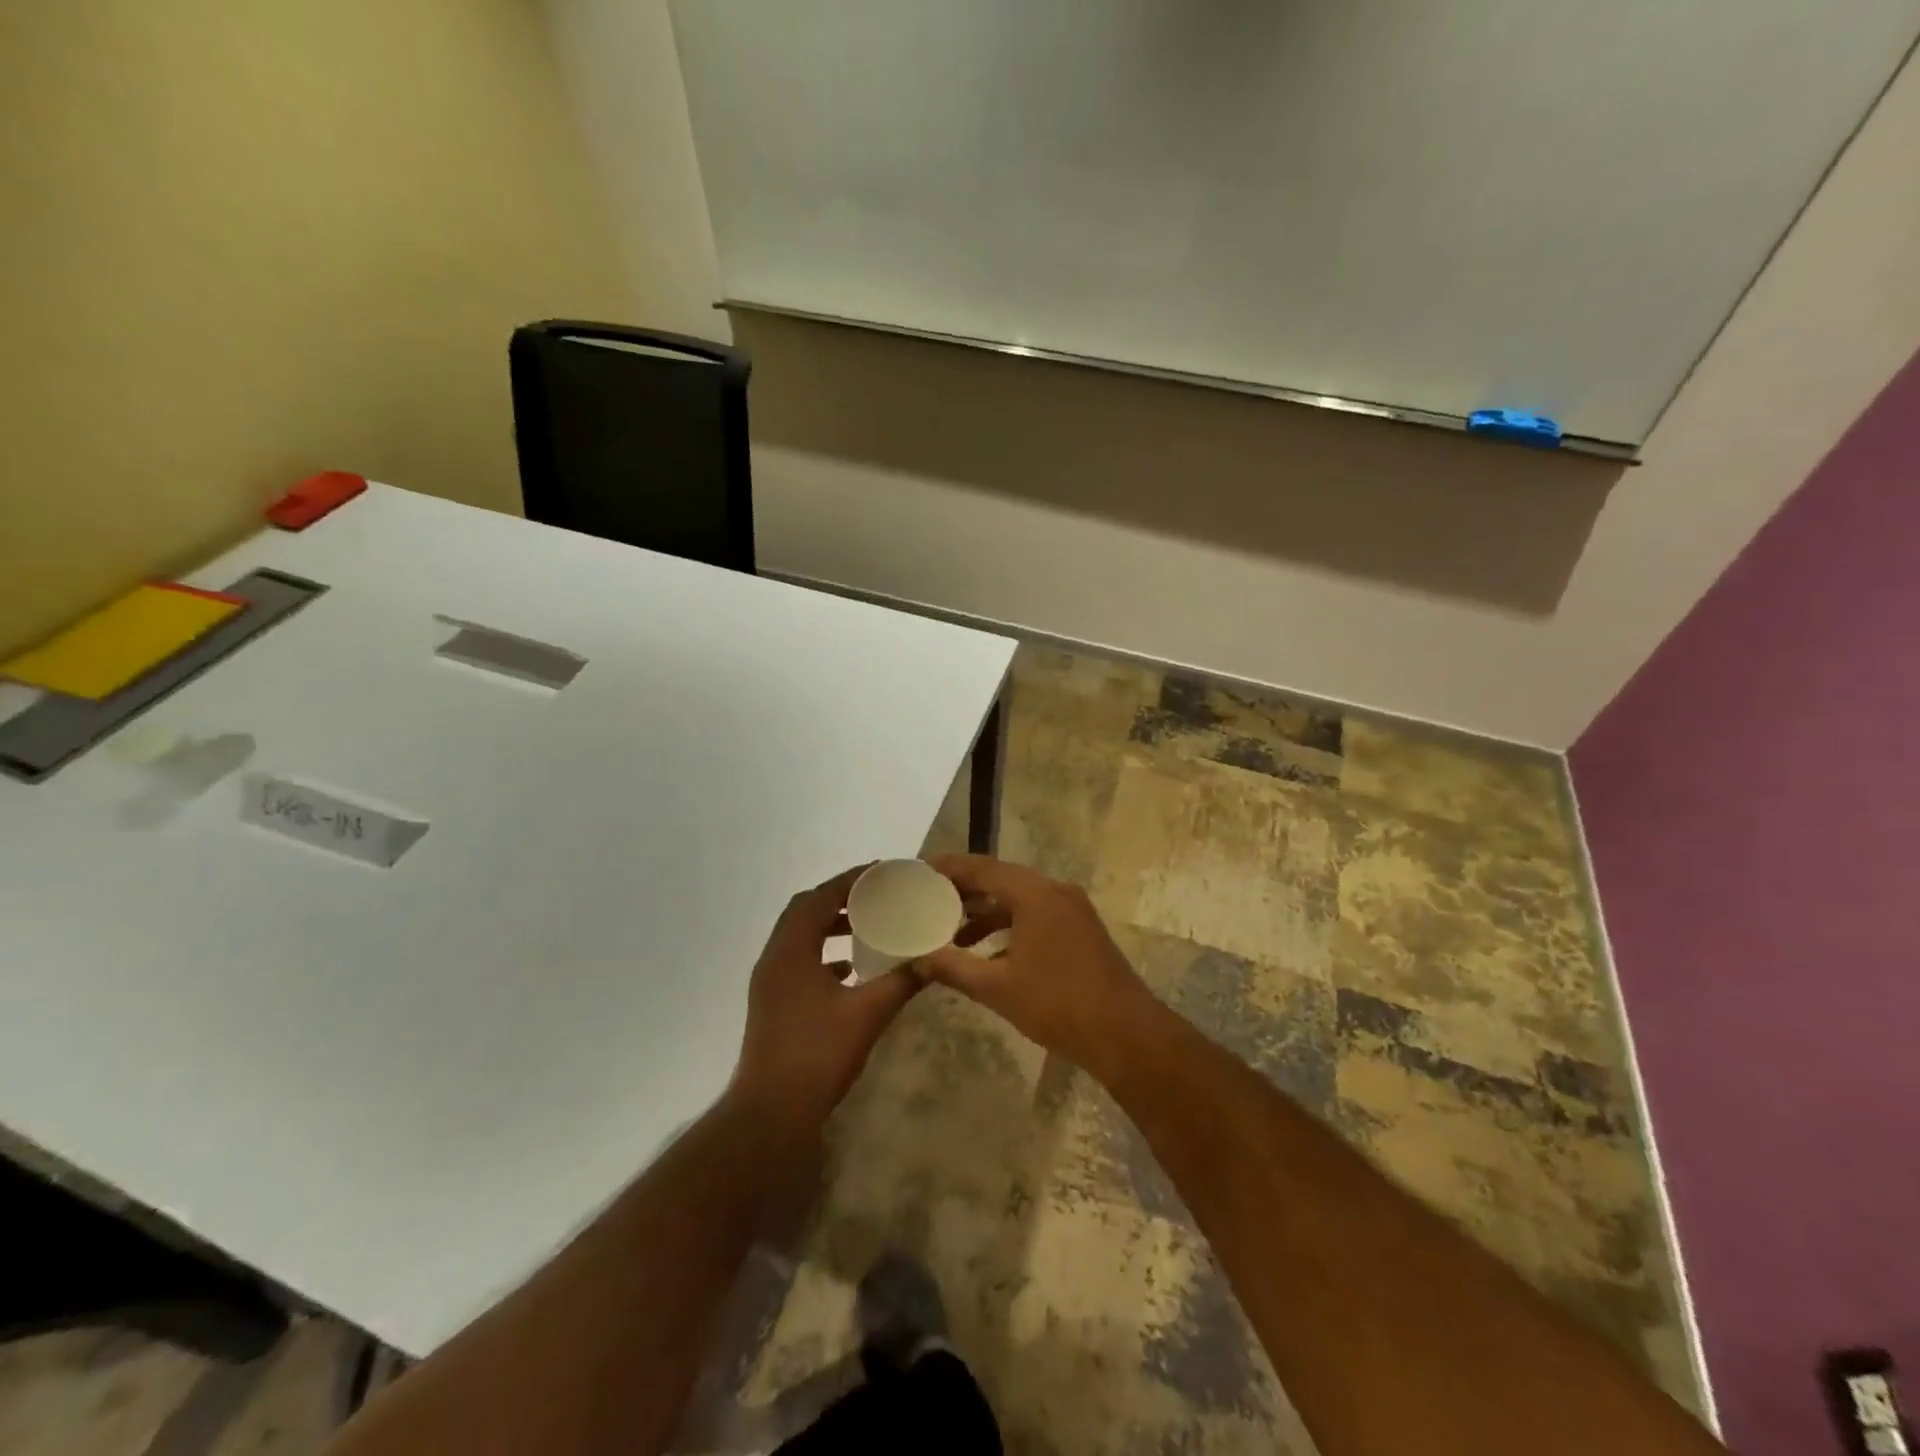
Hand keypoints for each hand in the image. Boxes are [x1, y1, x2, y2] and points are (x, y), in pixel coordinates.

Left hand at [730, 864, 920, 1131]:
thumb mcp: (867, 1015)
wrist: (770, 1113)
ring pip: (799, 936)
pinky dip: (823, 953)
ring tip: (865, 925)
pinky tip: (850, 969)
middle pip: (804, 910)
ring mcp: (770, 982)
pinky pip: (798, 960)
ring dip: (829, 924)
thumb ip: (901, 981)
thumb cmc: (817, 1056)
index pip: (820, 897)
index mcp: (792, 951)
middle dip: (839, 897)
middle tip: (875, 895)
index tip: (883, 871)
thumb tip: (932, 959)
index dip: (851, 880)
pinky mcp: (772, 1002)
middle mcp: (774, 958)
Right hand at [915, 855, 1154, 1072]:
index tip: (918, 870)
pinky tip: (988, 952)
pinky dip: (1009, 924)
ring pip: (1019, 897)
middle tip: (928, 898)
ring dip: (986, 911)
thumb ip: (953, 968)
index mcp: (1034, 894)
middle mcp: (1054, 890)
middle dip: (964, 889)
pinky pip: (1036, 913)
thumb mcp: (997, 988)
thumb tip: (916, 960)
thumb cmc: (1058, 1005)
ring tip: (951, 931)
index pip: (982, 867)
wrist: (1126, 1033)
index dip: (947, 867)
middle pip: (1000, 878)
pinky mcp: (1080, 928)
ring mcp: (1072, 908)